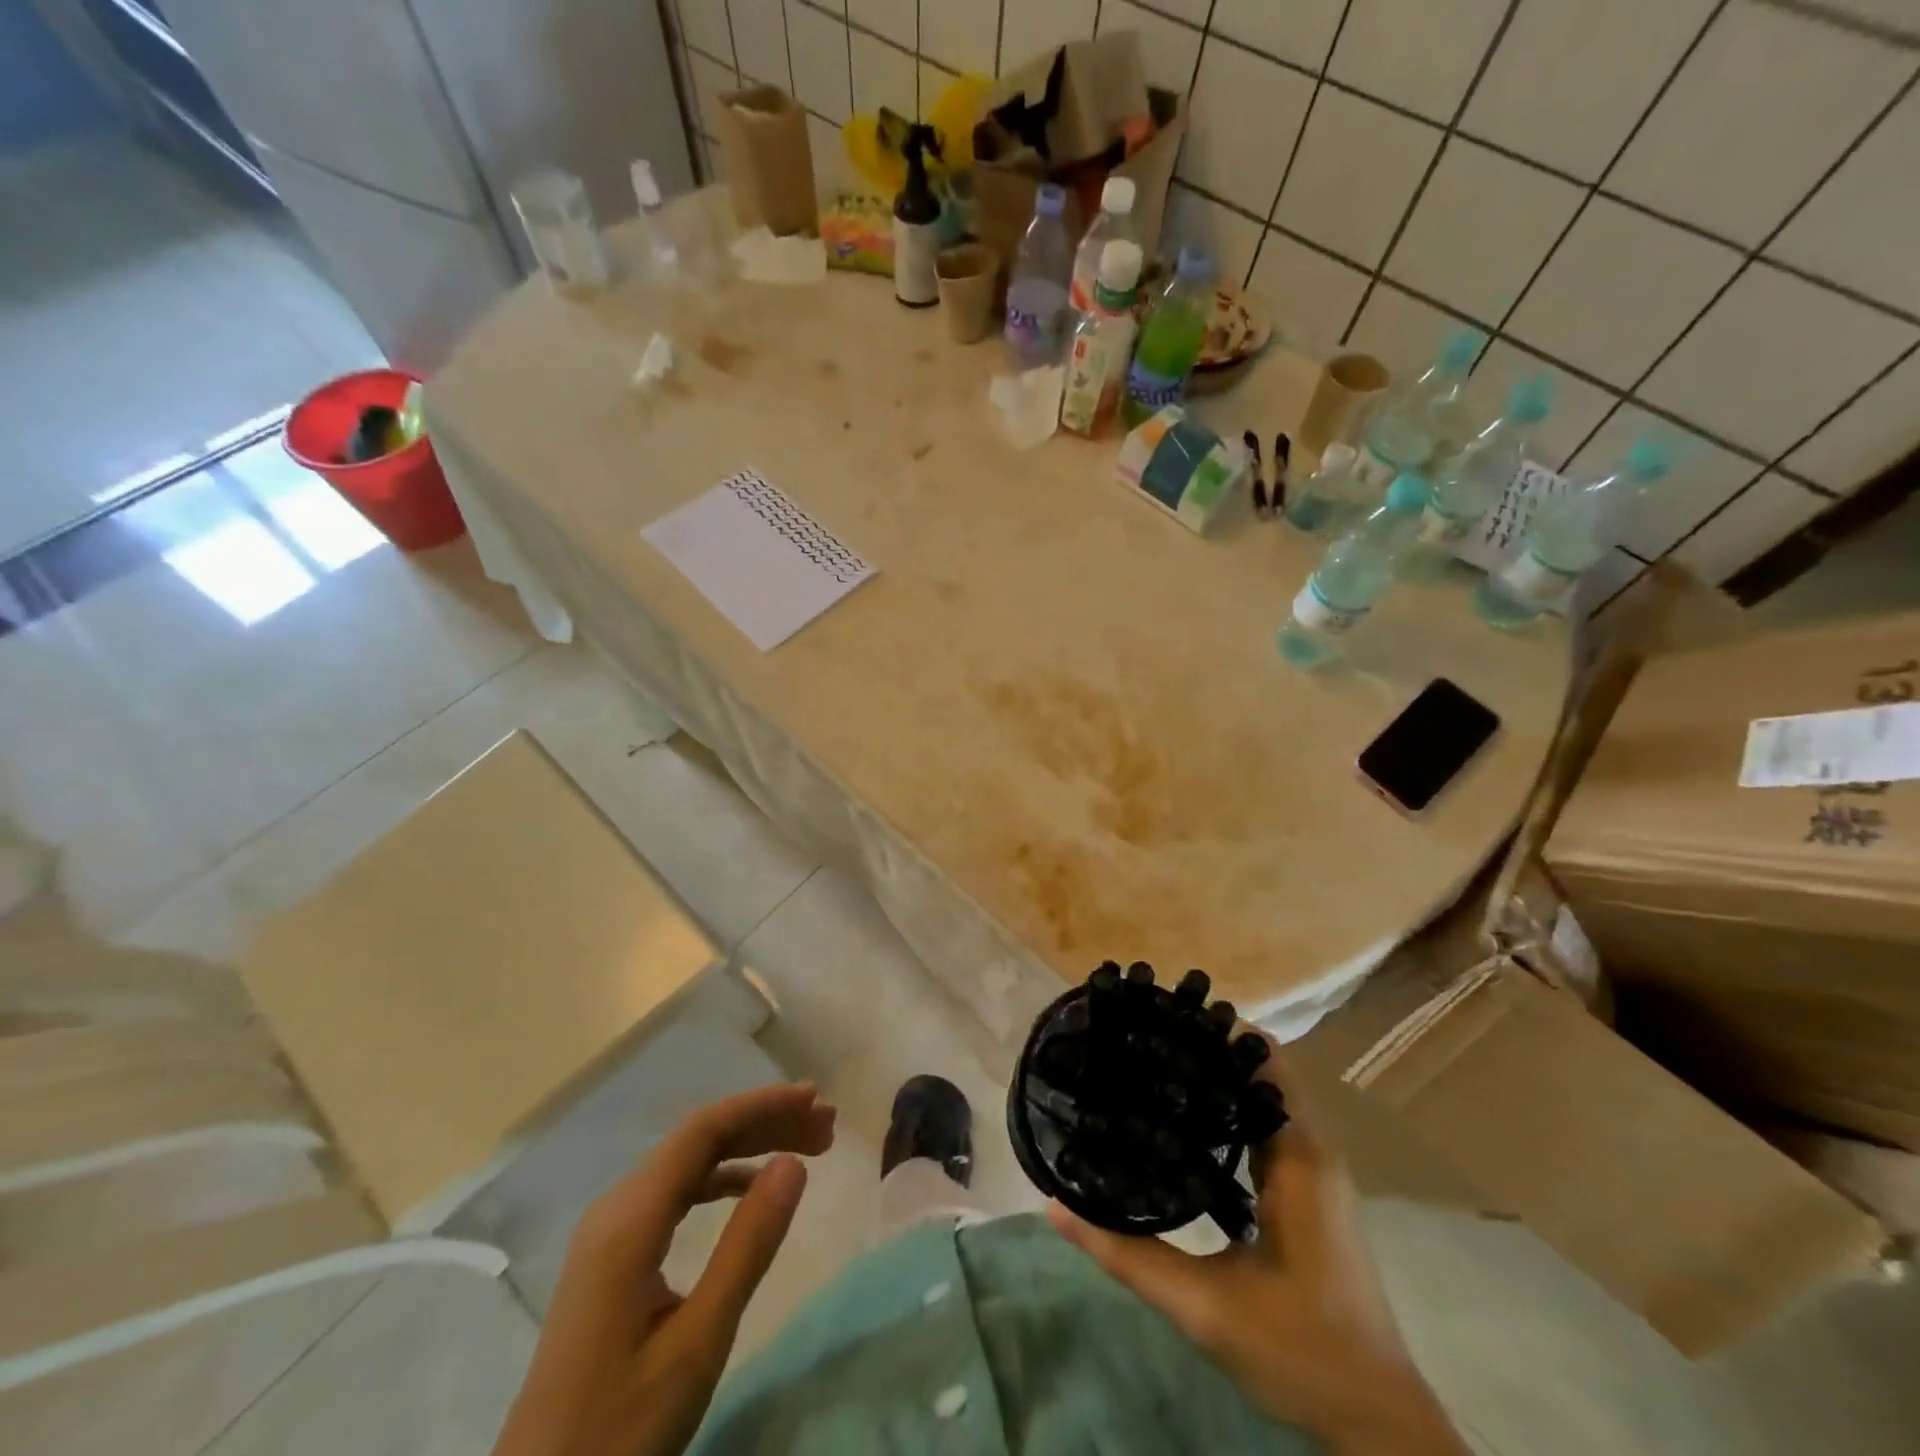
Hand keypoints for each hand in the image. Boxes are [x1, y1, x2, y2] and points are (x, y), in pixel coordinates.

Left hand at [491, 1084, 836, 1455]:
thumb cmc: (619, 1432)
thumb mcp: (698, 1341)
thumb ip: (748, 1245)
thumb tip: (793, 1162)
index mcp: (630, 1218)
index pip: (704, 1130)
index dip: (763, 1105)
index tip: (816, 1099)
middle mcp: (617, 1209)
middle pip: (699, 1140)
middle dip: (765, 1122)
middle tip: (826, 1126)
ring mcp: (611, 1233)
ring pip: (690, 1164)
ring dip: (749, 1148)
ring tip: (806, 1149)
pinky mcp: (614, 1259)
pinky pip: (677, 1194)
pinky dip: (723, 1179)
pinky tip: (753, 1190)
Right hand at [1048, 1059, 1467, 1455]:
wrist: (1375, 1422)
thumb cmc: (1298, 1351)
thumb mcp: (1202, 1306)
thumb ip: (1126, 1255)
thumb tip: (1054, 1207)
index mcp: (1298, 1158)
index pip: (1265, 1060)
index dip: (1217, 1031)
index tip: (1162, 1017)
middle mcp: (1313, 1150)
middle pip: (1263, 1070)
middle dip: (1208, 1048)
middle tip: (1145, 1038)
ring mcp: (1316, 1171)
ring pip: (1267, 1098)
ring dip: (1219, 1079)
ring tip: (1155, 1067)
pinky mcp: (1311, 1192)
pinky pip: (1269, 1127)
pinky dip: (1231, 1111)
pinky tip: (1186, 1124)